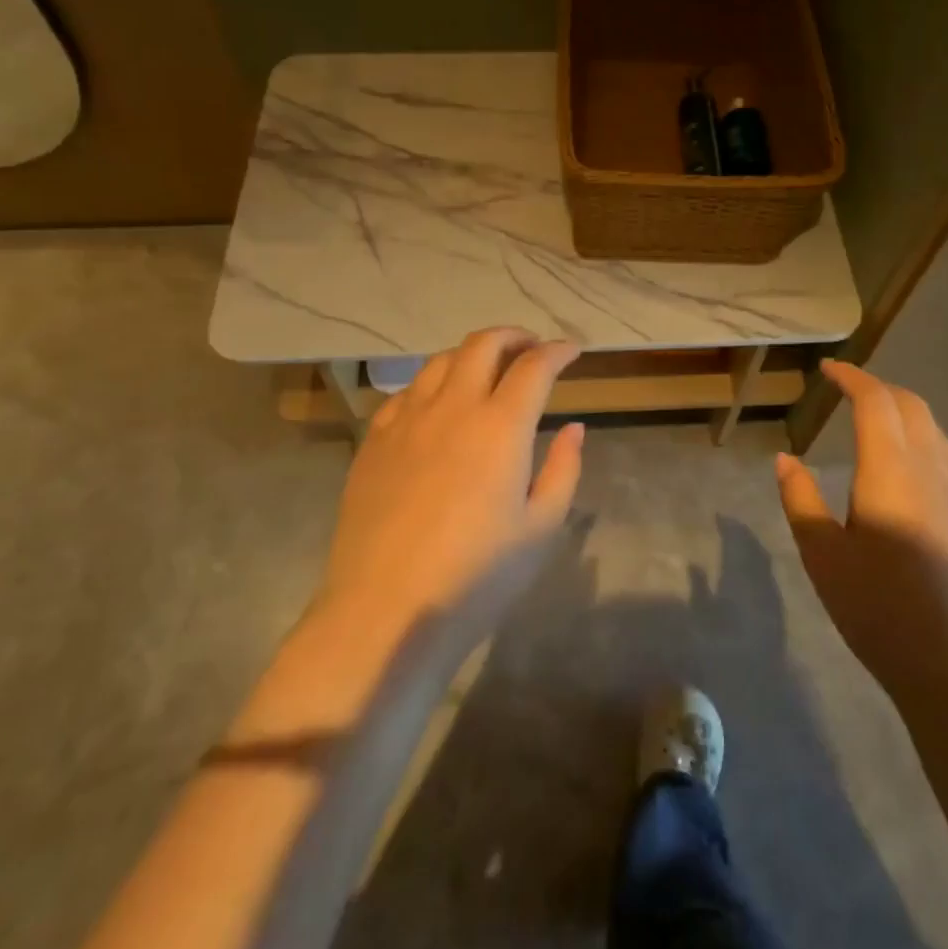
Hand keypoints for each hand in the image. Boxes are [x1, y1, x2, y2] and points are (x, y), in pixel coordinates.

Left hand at [317, 328, 584, 635]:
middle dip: (513, 337)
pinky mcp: (374, 441)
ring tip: (487, 371)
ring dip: (471, 354)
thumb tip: (573, 427)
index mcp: (500, 426)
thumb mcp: (541, 528)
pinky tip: (437, 407)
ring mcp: (406, 420)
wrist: (385, 611)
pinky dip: (431, 385)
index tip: (571, 350)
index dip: (557, 351)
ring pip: (440, 361)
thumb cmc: (476, 576)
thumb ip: (563, 468)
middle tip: (531, 348)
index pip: (534, 367)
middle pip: (482, 344)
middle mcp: (452, 407)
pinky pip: (405, 393)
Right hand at [775, 360, 947, 690]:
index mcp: (891, 470)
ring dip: (904, 412)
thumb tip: (785, 459)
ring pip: (935, 432)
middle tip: (848, 389)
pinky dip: (921, 440)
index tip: (828, 369)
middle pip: (912, 407)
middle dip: (879, 388)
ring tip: (875, 421)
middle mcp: (931, 471)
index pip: (875, 402)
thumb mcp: (823, 556)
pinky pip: (946, 460)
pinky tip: (905, 470)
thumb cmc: (881, 610)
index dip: (851, 378)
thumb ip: (801, 500)